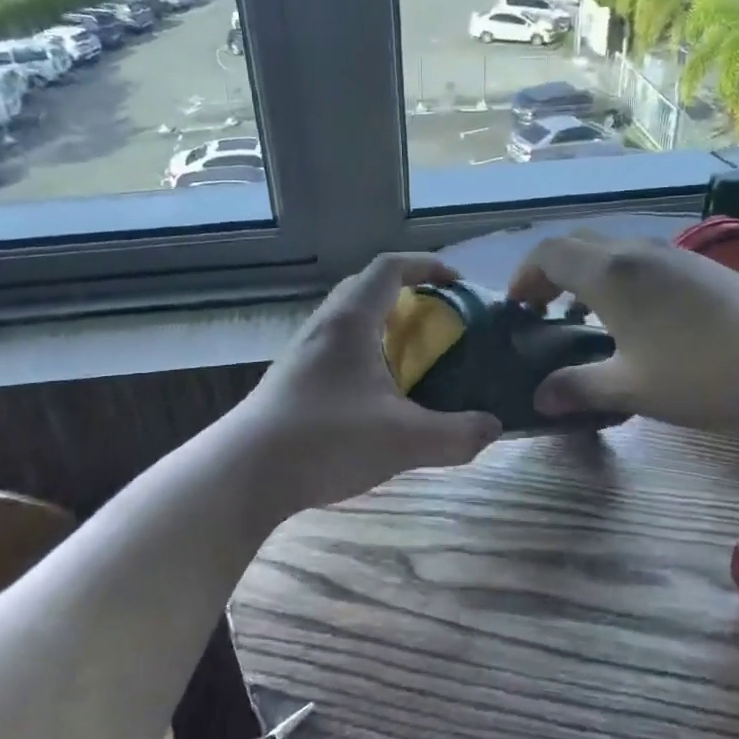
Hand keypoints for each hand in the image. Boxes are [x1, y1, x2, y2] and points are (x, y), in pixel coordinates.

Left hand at [231, 253, 503, 517]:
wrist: (244, 473)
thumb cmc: (325, 440)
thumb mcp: (403, 440)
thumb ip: (456, 434)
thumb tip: (494, 427)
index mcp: (351, 321)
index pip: (390, 268)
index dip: (426, 266)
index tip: (457, 282)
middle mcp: (324, 326)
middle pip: (367, 288)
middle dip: (407, 295)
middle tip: (438, 321)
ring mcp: (303, 352)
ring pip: (348, 319)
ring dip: (383, 326)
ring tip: (413, 356)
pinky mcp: (292, 379)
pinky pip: (336, 348)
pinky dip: (365, 354)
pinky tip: (378, 392)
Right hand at [508, 231, 738, 429]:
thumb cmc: (702, 371)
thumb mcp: (631, 388)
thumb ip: (578, 389)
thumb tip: (539, 398)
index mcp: (608, 273)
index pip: (548, 253)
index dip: (523, 277)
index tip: (518, 310)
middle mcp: (634, 251)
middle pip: (575, 244)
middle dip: (550, 273)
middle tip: (544, 313)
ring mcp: (670, 254)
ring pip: (610, 250)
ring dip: (585, 276)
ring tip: (584, 319)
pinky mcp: (698, 266)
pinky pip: (638, 260)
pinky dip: (617, 280)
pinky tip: (634, 321)